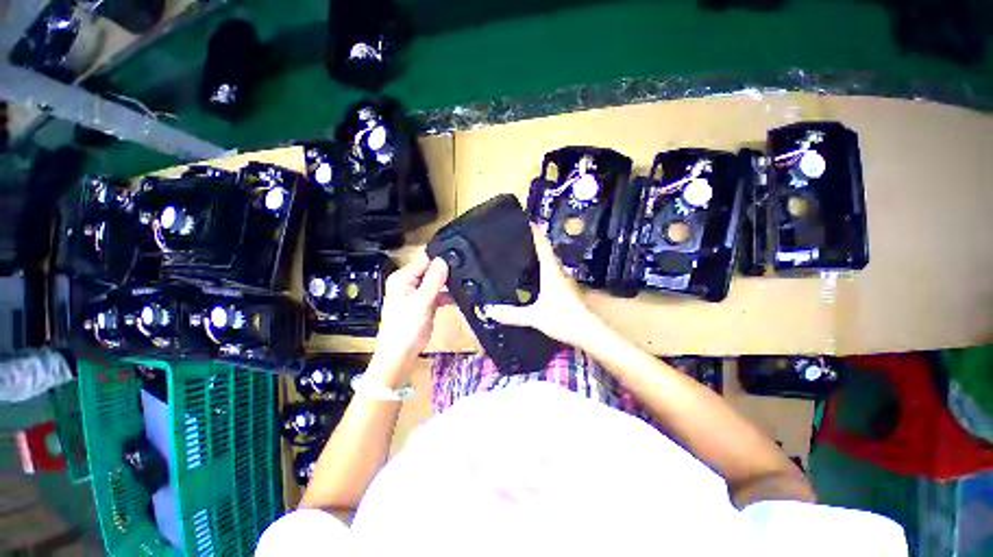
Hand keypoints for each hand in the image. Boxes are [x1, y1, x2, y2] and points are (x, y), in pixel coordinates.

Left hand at [368, 253, 448, 384]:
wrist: (401, 355)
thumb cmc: (405, 329)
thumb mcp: (421, 302)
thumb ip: (433, 281)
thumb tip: (443, 260)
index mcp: (402, 279)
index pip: (424, 262)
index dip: (440, 263)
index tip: (457, 265)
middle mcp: (408, 283)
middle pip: (431, 271)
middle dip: (445, 275)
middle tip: (461, 277)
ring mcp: (417, 294)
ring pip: (436, 283)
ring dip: (447, 286)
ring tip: (461, 288)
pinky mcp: (424, 304)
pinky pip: (437, 294)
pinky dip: (446, 296)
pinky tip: (456, 299)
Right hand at [485, 225, 604, 347]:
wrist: (587, 333)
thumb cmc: (562, 319)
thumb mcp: (534, 317)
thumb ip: (512, 314)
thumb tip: (488, 309)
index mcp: (551, 272)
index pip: (543, 246)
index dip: (536, 233)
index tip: (528, 220)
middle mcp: (558, 272)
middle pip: (548, 251)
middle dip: (536, 241)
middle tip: (520, 235)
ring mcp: (564, 281)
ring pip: (551, 261)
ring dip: (540, 253)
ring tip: (524, 251)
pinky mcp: (565, 290)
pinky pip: (552, 272)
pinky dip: (543, 267)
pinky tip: (534, 274)